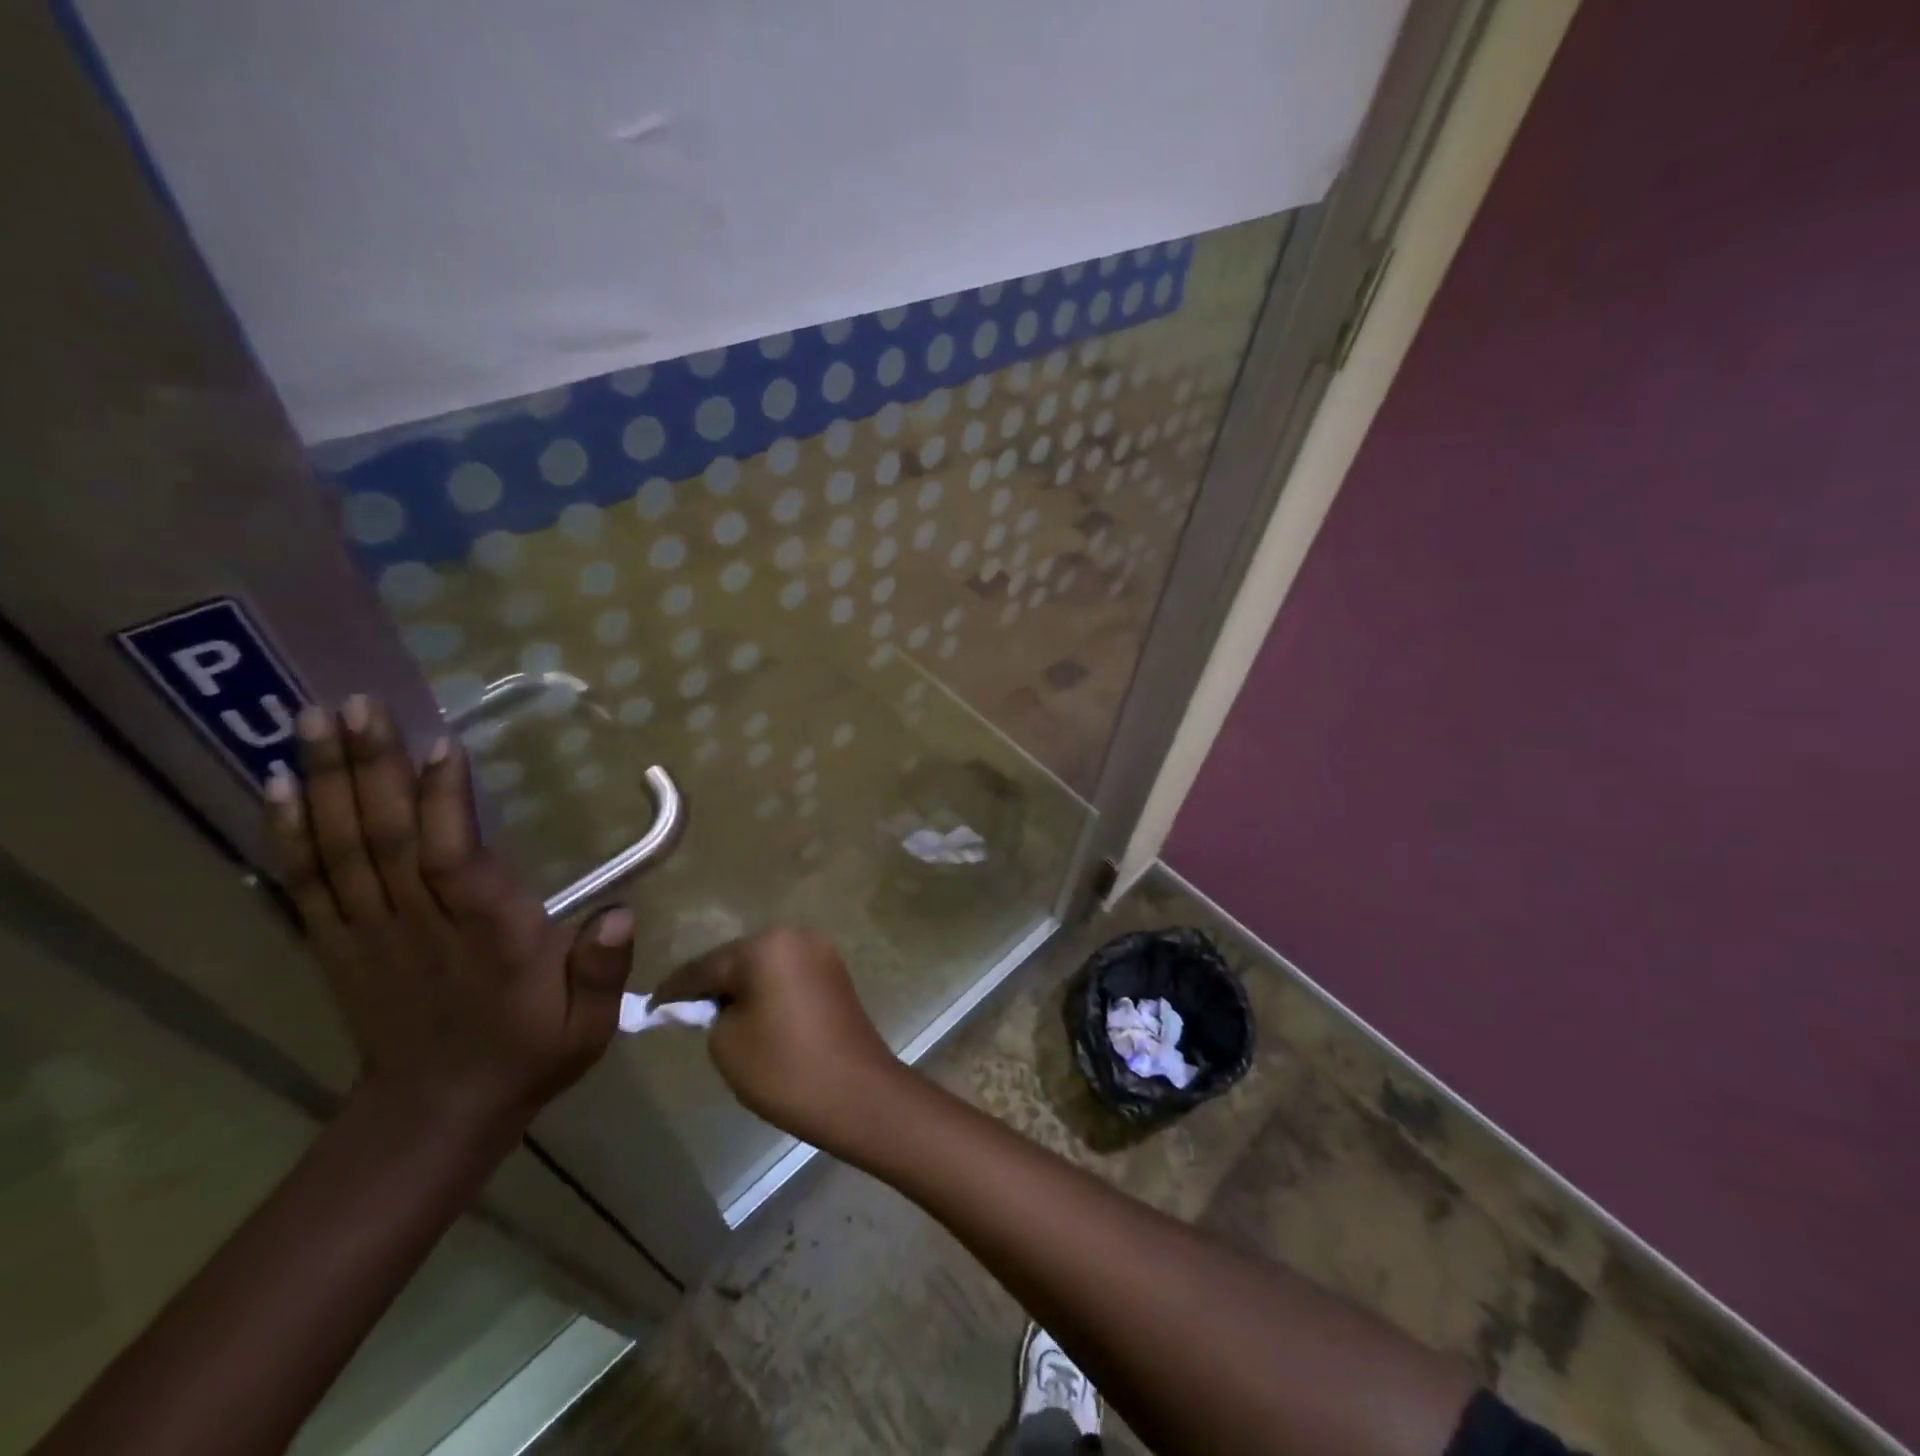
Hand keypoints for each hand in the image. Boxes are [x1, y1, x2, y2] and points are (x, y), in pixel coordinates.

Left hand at [266, 696, 631, 1137]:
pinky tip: (275, 786)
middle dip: (372, 769)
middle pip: (385, 841)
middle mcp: (419, 929)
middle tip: (356, 704)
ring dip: (325, 783)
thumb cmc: (528, 1053)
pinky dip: (286, 834)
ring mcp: (367, 935)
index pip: (455, 864)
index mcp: (487, 941)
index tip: (442, 744)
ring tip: (311, 719)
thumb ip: (604, 970)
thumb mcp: (589, 1027)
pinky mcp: (336, 945)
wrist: (435, 1113)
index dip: (445, 805)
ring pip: (340, 851)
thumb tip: (621, 913)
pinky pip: (304, 884)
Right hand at [652, 928, 904, 1151]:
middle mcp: (796, 936)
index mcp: (766, 946)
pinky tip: (755, 1015)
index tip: (650, 1007)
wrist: (857, 1093)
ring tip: (717, 1017)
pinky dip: (768, 991)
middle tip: (683, 1012)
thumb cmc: (785, 1068)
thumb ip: (709, 1014)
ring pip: (764, 966)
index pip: (705, 966)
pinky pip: (788, 975)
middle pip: (737, 959)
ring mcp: (820, 952)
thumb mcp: (727, 1043)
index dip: (674, 990)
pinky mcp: (835, 973)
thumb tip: (712, 1004)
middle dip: (711, 984)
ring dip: (742, 986)